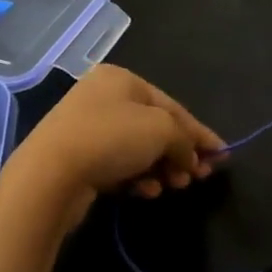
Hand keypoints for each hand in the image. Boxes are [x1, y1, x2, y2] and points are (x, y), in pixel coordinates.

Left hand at [1, 64, 223, 227]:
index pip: (172, 105)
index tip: (222, 154)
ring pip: (137, 148)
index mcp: (122, 79)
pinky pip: (118, 164)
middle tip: (201, 175)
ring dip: (162, 167)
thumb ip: (185, 140)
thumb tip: (192, 157)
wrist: (50, 174)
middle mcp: (104, 97)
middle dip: (181, 152)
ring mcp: (87, 127)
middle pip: (155, 126)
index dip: (200, 131)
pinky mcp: (77, 157)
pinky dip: (138, 177)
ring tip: (176, 186)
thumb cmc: (112, 138)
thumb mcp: (162, 130)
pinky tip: (148, 192)